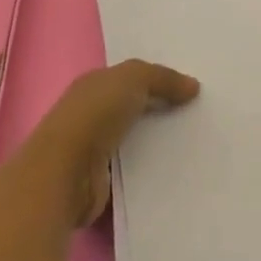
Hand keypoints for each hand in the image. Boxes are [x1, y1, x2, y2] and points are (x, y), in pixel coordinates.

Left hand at [36, 60, 199, 227]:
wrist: (63, 174)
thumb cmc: (94, 115)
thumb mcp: (134, 78)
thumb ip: (164, 78)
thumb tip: (193, 87)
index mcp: (93, 85)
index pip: (128, 78)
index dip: (156, 80)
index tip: (187, 86)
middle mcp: (90, 114)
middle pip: (132, 108)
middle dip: (159, 109)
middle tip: (196, 112)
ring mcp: (91, 149)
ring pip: (133, 139)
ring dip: (155, 141)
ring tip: (191, 140)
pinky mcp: (98, 181)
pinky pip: (131, 169)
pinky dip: (148, 167)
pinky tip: (173, 166)